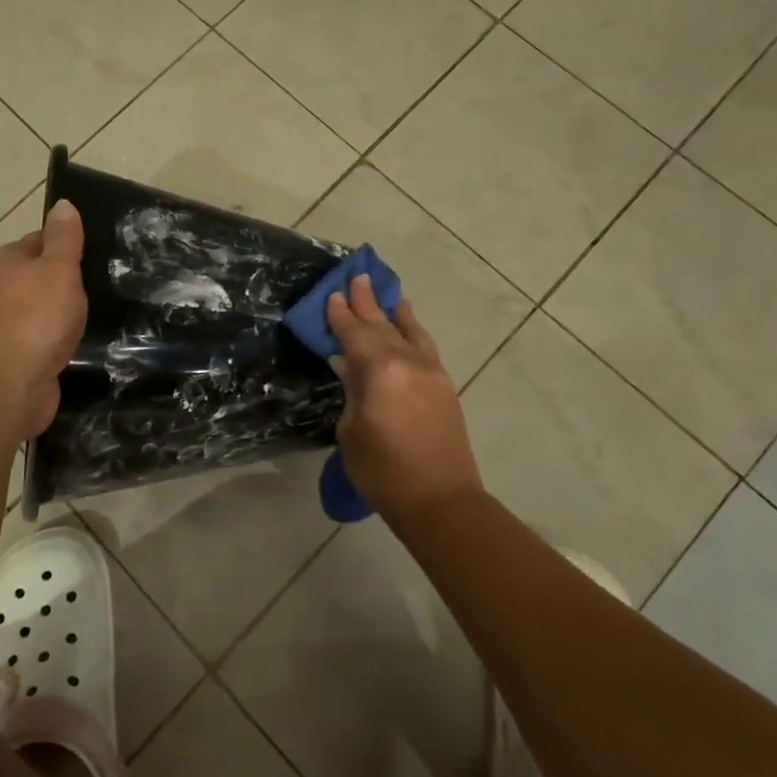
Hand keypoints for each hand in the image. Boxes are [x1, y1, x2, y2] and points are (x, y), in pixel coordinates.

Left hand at [0, 199, 87, 441]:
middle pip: (42, 274)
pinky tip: (83, 341)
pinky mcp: (18, 354)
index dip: (69, 244)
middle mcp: (1, 288)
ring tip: (100, 311)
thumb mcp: (58, 268)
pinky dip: (61, 337)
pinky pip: (45, 336)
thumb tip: (62, 203)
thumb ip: (64, 238)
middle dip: (70, 280)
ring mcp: (7, 323)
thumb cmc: (36, 318)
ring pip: (44, 307)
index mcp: (7, 260)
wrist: (9, 387)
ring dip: (66, 311)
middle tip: (108, 281)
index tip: (99, 253)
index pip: (41, 240)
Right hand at [326, 275, 483, 522]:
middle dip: (366, 301)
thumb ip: (352, 390)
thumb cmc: (383, 470)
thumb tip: (348, 365)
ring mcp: (430, 371)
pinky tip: (408, 324)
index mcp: (379, 370)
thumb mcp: (352, 430)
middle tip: (356, 276)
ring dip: (394, 311)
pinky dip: (413, 330)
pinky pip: (424, 346)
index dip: (340, 314)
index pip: (354, 333)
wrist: (440, 499)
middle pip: (381, 324)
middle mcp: (407, 361)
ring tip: (386, 293)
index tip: (332, 294)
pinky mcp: (443, 384)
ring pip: (408, 331)